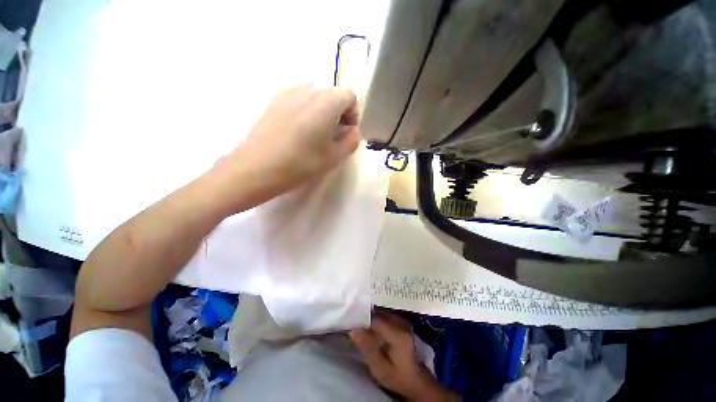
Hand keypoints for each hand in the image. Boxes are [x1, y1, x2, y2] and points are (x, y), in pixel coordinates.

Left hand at [229, 84, 360, 196]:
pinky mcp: (273, 100)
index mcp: (326, 102)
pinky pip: (298, 97)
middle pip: (332, 93)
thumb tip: (353, 130)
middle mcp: (308, 90)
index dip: (353, 114)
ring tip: (314, 132)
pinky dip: (305, 108)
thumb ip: (351, 141)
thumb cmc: (301, 164)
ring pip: (315, 94)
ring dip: (322, 109)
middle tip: (332, 135)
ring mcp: (288, 92)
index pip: (349, 96)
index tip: (346, 131)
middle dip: (338, 111)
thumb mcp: (334, 157)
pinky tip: (297, 129)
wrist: (257, 167)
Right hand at [349, 312, 457, 401]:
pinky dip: (374, 318)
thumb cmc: (397, 376)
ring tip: (356, 322)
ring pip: (380, 312)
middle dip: (364, 316)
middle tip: (350, 321)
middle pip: (378, 314)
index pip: (376, 320)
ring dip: (368, 316)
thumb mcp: (380, 369)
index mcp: (399, 335)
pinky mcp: (400, 321)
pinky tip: (366, 324)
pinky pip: (384, 315)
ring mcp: (402, 320)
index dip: (361, 318)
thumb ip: (367, 349)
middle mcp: (401, 323)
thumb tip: (353, 330)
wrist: (414, 378)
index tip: (349, 320)